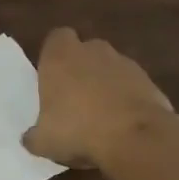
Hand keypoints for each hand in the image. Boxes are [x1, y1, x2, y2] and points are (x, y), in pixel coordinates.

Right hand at [22, 27, 175, 167]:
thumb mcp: (43, 141)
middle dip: (81, 68)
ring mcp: (124, 63)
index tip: (52, 77)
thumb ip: (34, 136)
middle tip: (74, 98)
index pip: (56, 38)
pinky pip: (131, 86)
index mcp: (60, 56)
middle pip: (85, 50)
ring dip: (105, 84)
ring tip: (101, 115)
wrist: (136, 138)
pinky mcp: (149, 81)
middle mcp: (92, 51)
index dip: (54, 55)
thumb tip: (30, 139)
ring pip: (110, 67)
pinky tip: (123, 124)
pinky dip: (127, 99)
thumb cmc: (78, 130)